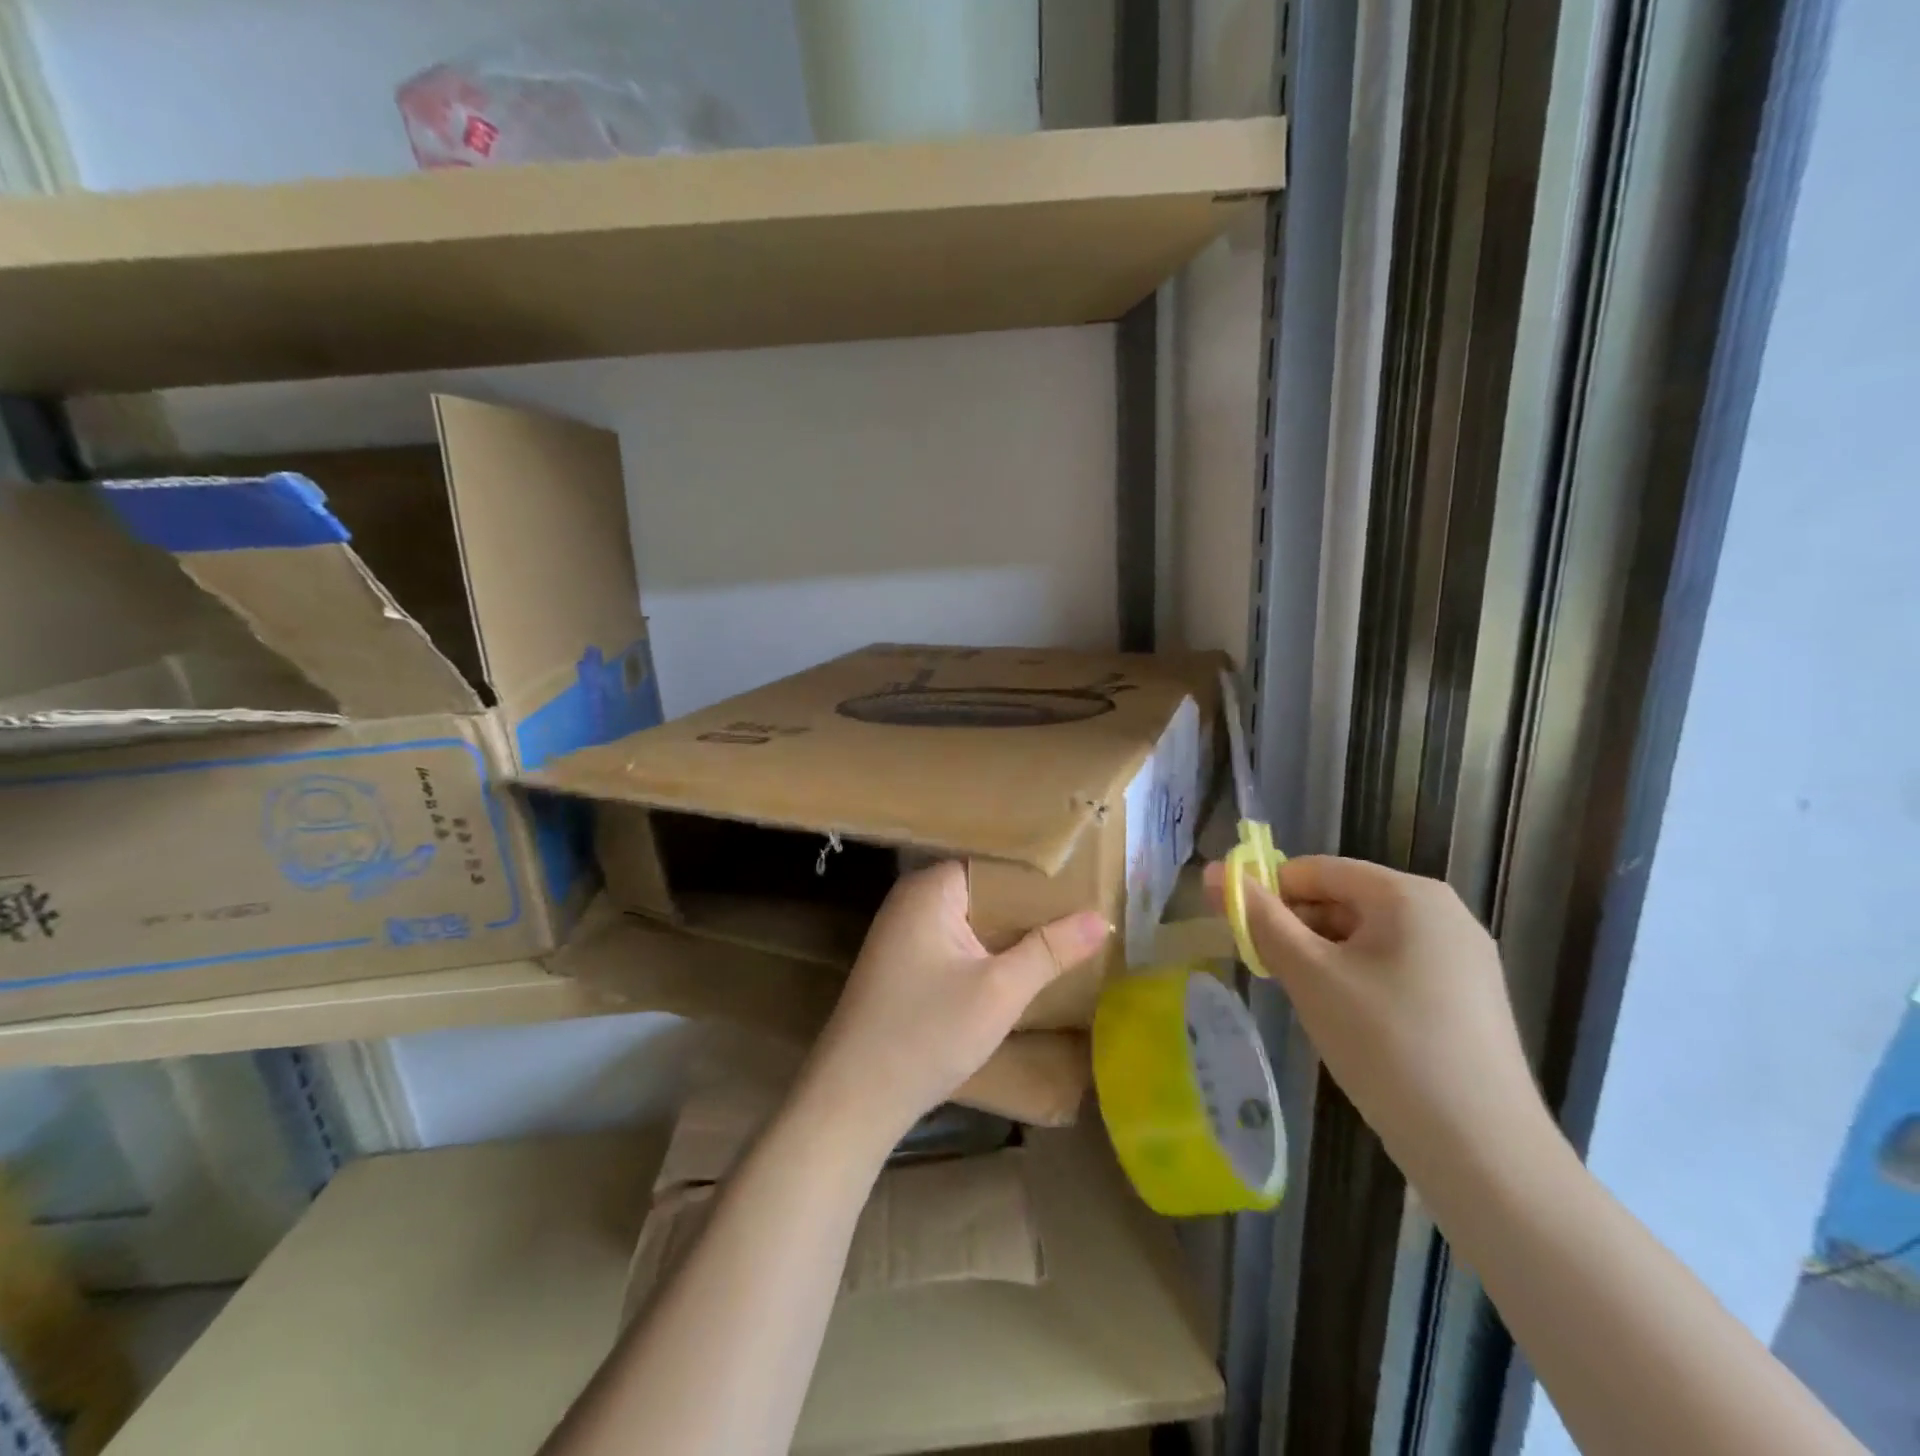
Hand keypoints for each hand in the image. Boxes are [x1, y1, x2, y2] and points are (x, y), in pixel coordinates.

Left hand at [800, 862, 1110, 1148]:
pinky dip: (988, 950)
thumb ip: (1051, 950)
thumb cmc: (926, 1034)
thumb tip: (1101, 917)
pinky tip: (1023, 965)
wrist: (854, 1099)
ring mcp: (905, 933)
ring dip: (1011, 930)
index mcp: (930, 888)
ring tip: (1069, 933)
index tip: (1087, 879)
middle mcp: (913, 899)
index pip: (996, 862)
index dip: (1041, 872)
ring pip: (973, 919)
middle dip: (1031, 904)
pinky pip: (958, 942)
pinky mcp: (905, 964)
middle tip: (1088, 907)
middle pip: (985, 889)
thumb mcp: (999, 992)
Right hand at [1206, 855, 1548, 1171]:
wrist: (1483, 1152)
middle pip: (1342, 900)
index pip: (1315, 870)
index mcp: (1407, 893)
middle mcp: (1442, 911)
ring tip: (1311, 1005)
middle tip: (1273, 975)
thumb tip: (1214, 871)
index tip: (1245, 937)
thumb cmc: (1384, 1044)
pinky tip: (1350, 1024)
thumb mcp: (1309, 974)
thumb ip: (1258, 917)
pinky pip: (1394, 966)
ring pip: (1366, 937)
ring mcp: (1462, 956)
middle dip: (1298, 930)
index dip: (1270, 895)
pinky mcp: (1468, 997)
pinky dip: (1358, 981)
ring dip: (1324, 959)